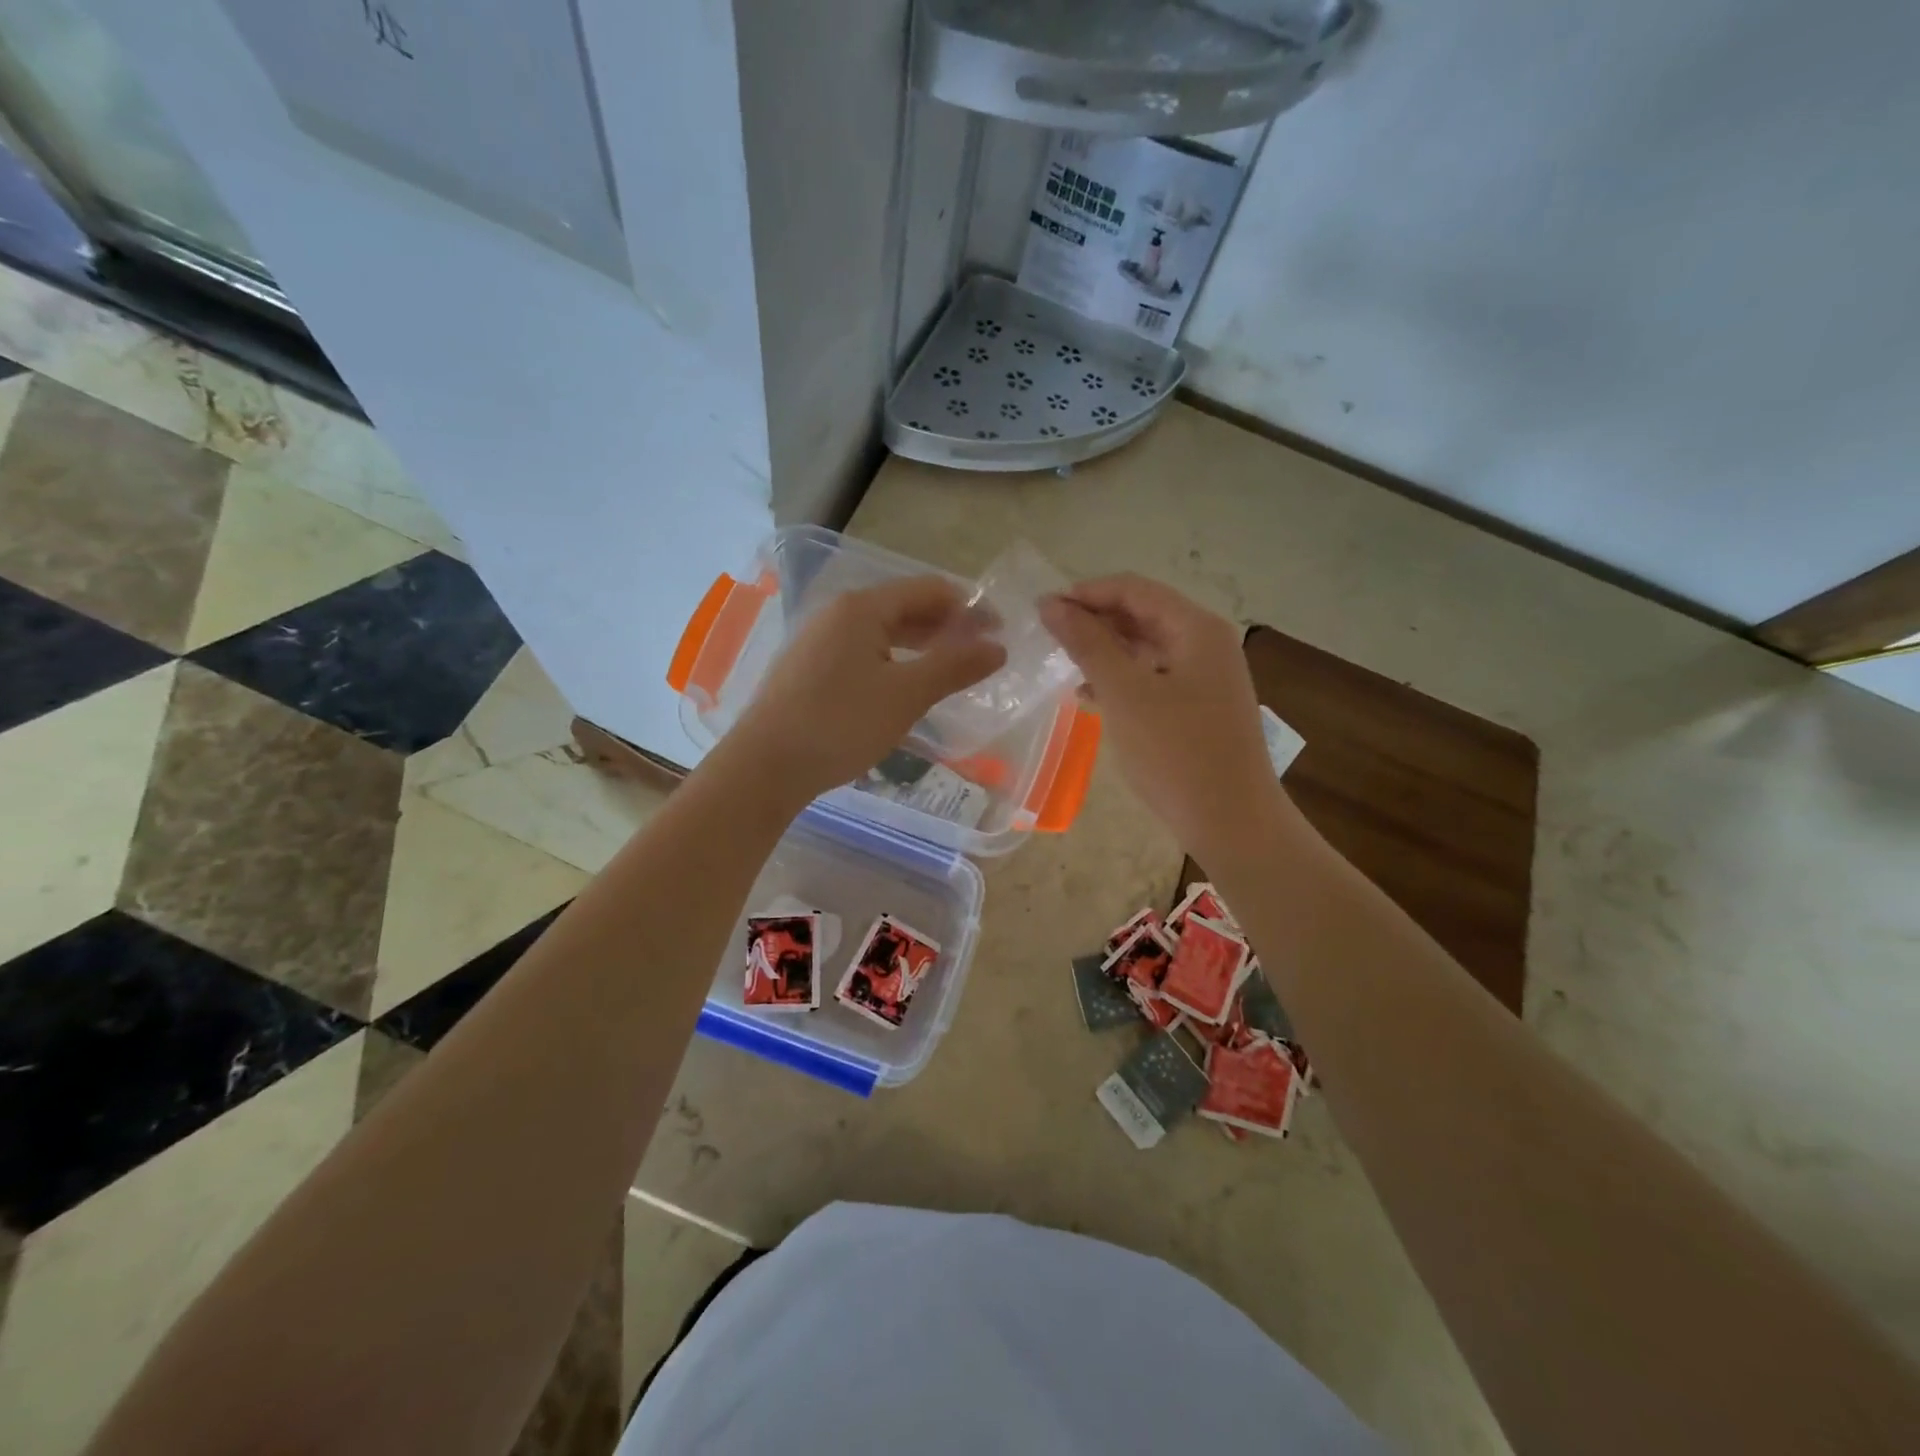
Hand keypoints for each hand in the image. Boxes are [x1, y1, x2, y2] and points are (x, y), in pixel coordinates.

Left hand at [731, 576, 1005, 800]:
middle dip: (946, 626)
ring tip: (951, 669)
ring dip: (921, 645)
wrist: (765, 766)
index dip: (969, 607)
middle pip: (904, 607)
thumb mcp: (907, 695)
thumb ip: (954, 667)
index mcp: (862, 608)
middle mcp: (837, 614)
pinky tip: (906, 687)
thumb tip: (997, 647)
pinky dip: (894, 662)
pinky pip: (863, 654)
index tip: (1000, 631)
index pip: (928, 590)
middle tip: (981, 652)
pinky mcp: (809, 670)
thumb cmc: (840, 723)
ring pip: (882, 633)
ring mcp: (818, 642)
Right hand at [1039, 575, 1277, 859]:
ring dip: (1105, 650)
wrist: (1231, 822)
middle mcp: (1206, 643)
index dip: (1086, 593)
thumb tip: (1052, 604)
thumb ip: (1087, 644)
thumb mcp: (1125, 693)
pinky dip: (1121, 679)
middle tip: (1048, 637)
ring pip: (1146, 648)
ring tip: (1062, 664)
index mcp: (1196, 628)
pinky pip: (1154, 677)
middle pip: (1142, 614)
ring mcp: (1206, 677)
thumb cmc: (1176, 753)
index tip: (1042, 610)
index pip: (1133, 589)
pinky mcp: (1200, 707)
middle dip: (1094, 620)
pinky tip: (1089, 696)